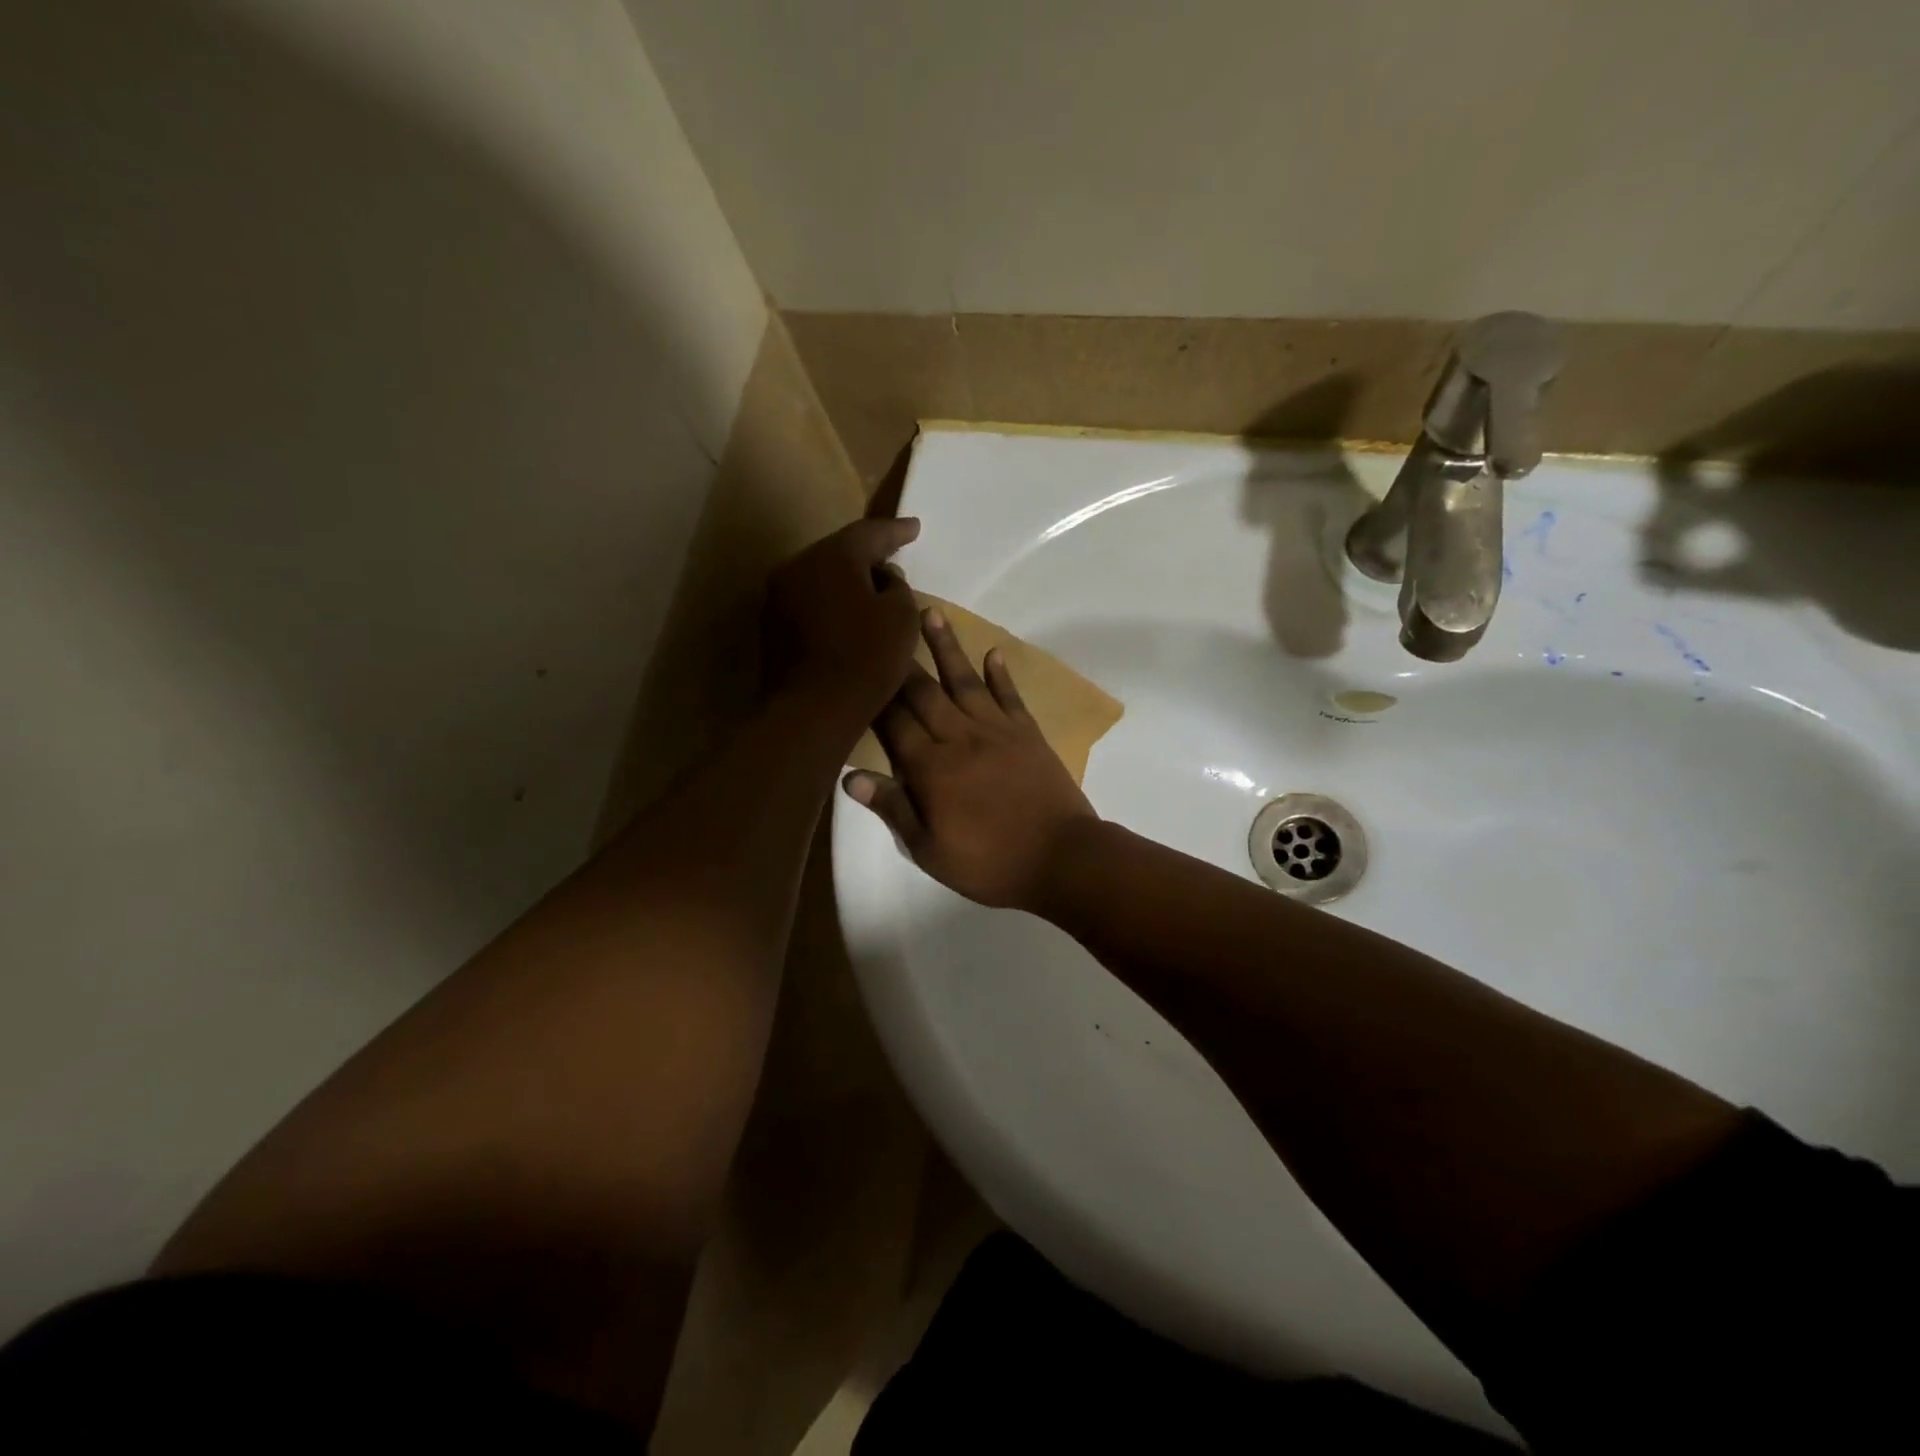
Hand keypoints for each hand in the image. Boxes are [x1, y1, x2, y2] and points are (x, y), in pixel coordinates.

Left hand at [763, 517, 921, 724]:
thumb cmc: (866, 659)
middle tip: (893, 558)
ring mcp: (778, 598)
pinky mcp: (773, 628)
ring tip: (873, 591)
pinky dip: (832, 604)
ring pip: (821, 578)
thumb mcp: (902, 618)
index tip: (915, 528)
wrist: (812, 711)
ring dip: (847, 582)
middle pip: (839, 553)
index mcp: (831, 557)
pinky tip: (849, 618)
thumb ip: (898, 588)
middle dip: (868, 555)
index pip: (869, 533)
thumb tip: (884, 578)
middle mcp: (798, 567)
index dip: (896, 531)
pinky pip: (810, 603)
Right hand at [844, 608, 1098, 910]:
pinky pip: (1010, 696)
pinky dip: (1000, 674)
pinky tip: (991, 652)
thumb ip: (893, 809)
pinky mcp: (1028, 733)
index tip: (856, 666)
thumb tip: (851, 777)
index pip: (893, 723)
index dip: (873, 695)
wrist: (1061, 858)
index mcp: (930, 768)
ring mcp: (996, 731)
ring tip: (931, 613)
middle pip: (923, 693)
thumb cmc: (990, 863)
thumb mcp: (930, 851)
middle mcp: (959, 737)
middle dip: (900, 660)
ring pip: (964, 681)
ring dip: (946, 647)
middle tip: (883, 624)